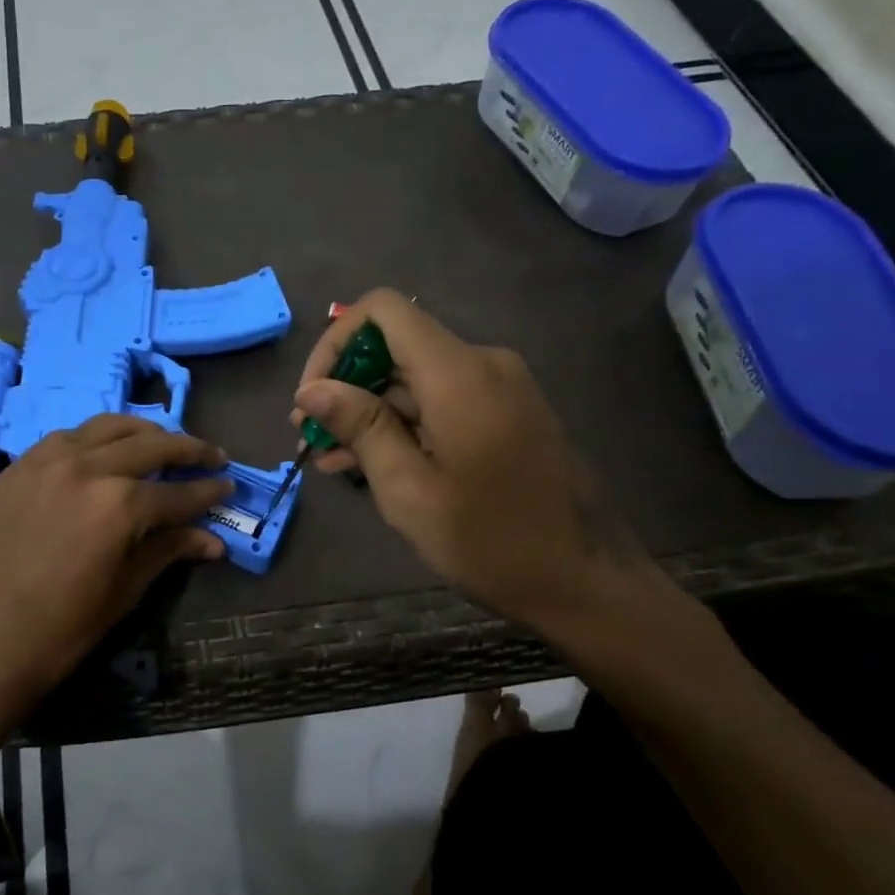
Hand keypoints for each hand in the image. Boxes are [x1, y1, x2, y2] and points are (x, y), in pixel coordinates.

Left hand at [0, 415, 231, 723]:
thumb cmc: (62, 629)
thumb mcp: (125, 591)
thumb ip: (168, 551)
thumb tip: (213, 541)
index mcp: (120, 504)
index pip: (178, 492)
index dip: (208, 491)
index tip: (228, 485)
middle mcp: (87, 468)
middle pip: (150, 445)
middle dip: (188, 449)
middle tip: (211, 456)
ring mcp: (46, 461)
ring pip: (107, 427)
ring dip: (142, 433)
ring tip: (162, 443)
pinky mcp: (18, 467)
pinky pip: (66, 438)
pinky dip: (95, 440)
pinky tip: (104, 453)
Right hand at [292, 289, 661, 631]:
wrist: (587, 582)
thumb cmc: (491, 542)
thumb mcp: (409, 490)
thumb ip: (360, 428)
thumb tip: (312, 388)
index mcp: (459, 374)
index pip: (383, 311)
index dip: (335, 342)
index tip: (313, 397)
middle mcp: (483, 364)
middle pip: (397, 346)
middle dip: (345, 385)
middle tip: (307, 435)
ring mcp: (501, 389)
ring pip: (415, 379)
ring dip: (369, 411)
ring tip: (327, 457)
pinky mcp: (508, 414)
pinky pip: (442, 401)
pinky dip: (402, 424)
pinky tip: (367, 462)